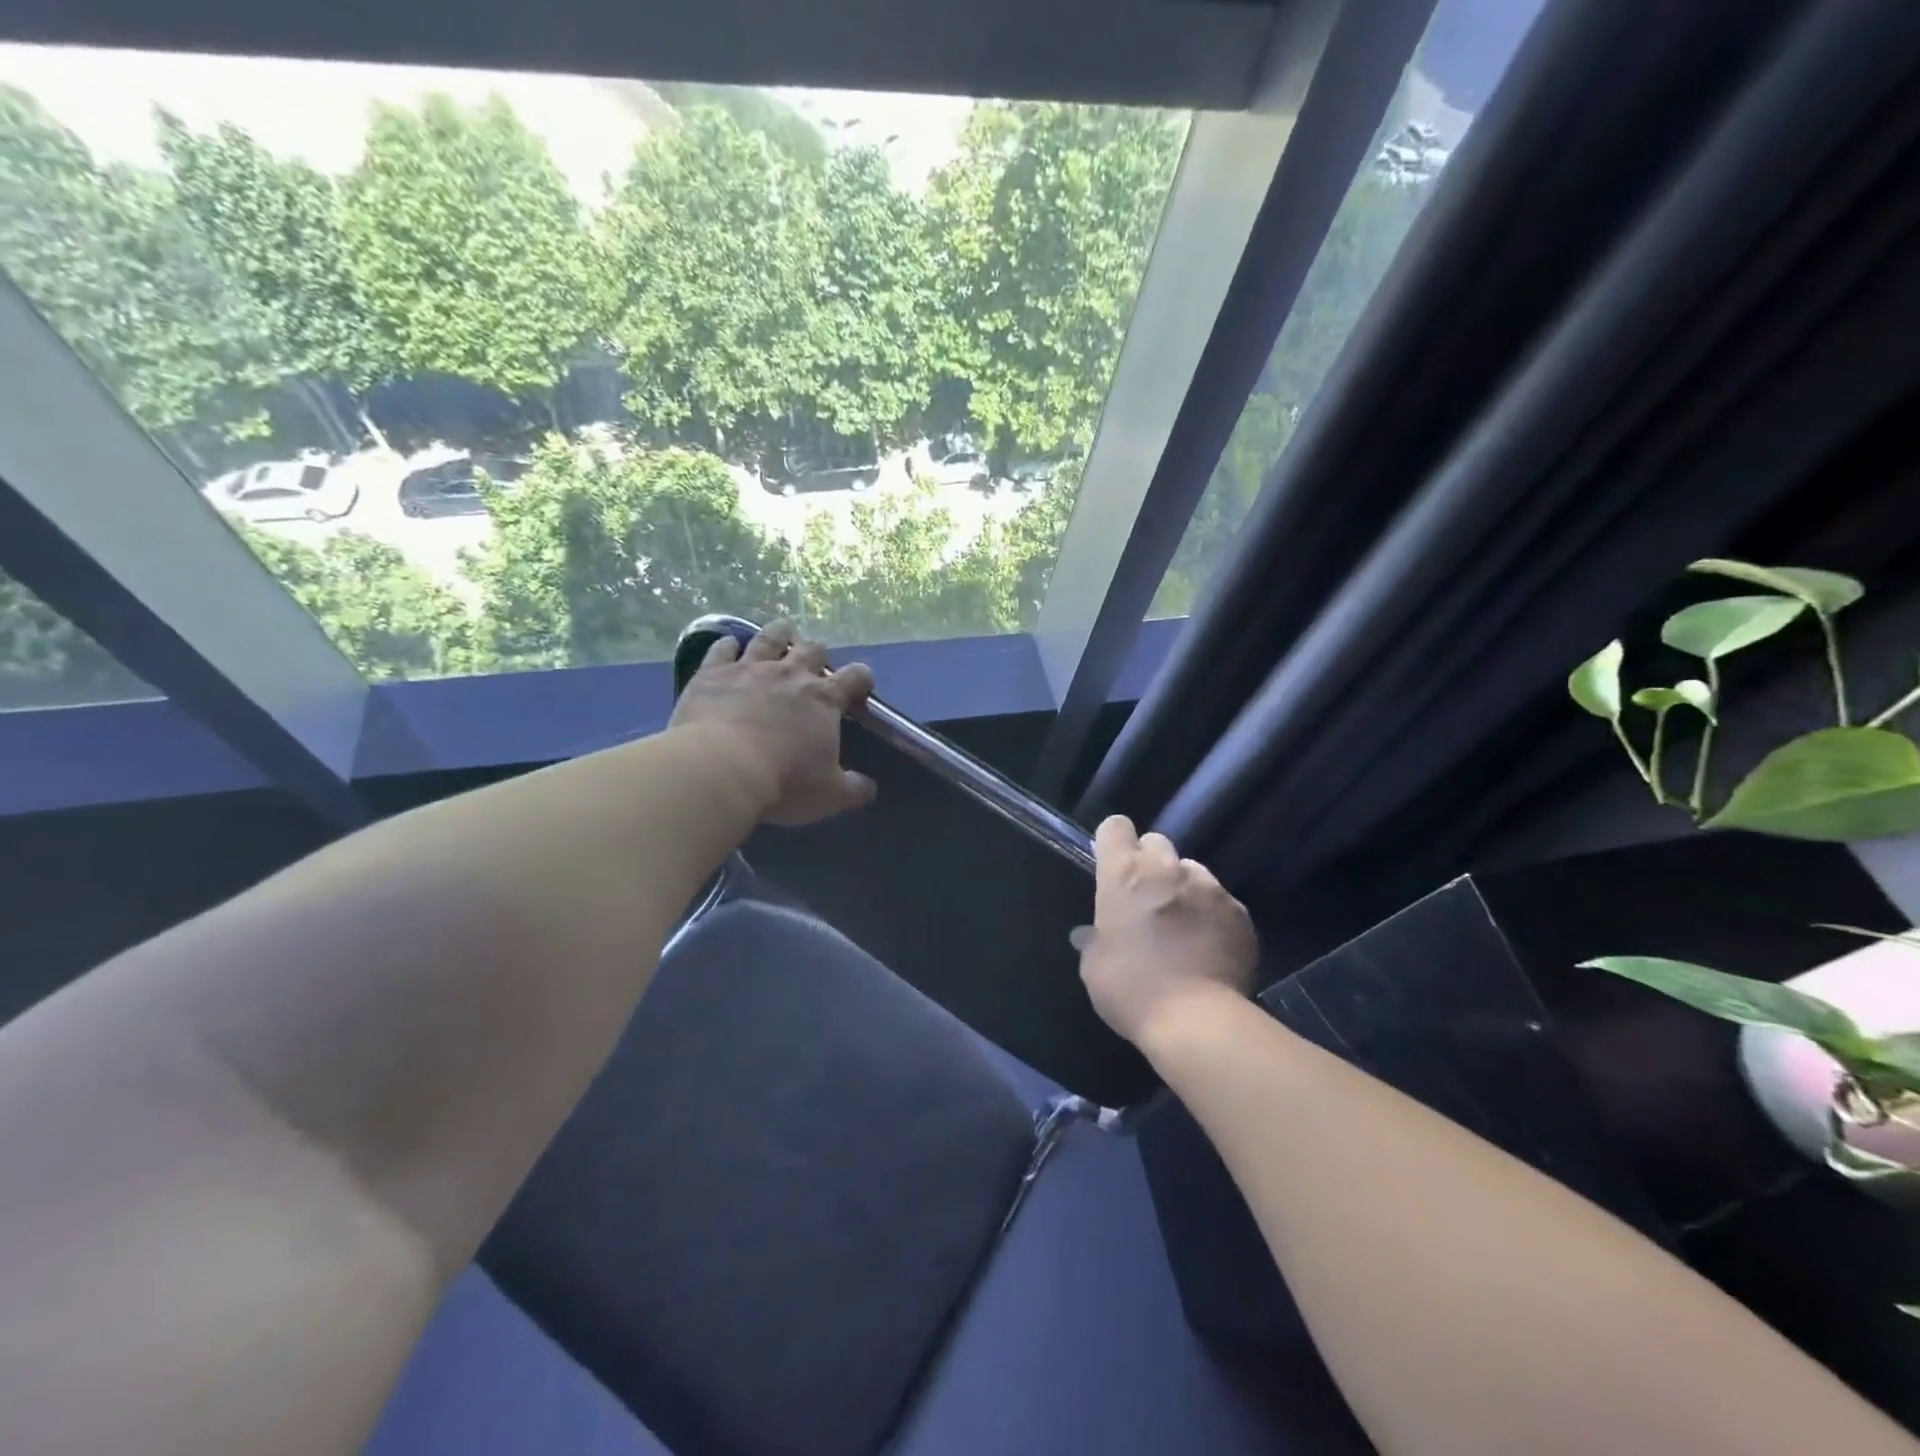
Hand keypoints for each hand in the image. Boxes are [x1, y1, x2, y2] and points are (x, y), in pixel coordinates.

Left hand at [670, 620, 877, 826]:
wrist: (721, 769)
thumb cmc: (784, 782)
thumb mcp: (830, 796)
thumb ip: (854, 789)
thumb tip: (868, 788)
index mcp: (824, 699)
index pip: (855, 677)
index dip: (861, 678)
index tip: (861, 685)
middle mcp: (791, 674)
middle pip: (812, 649)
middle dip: (817, 653)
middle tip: (814, 661)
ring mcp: (750, 668)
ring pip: (770, 638)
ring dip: (779, 633)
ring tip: (782, 632)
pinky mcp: (713, 673)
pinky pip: (722, 649)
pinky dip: (728, 645)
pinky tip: (729, 645)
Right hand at [1072, 815, 1257, 1049]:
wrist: (1196, 1020)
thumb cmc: (1130, 989)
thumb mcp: (1094, 967)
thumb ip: (1093, 940)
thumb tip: (1088, 934)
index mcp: (1124, 875)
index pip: (1116, 827)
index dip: (1113, 841)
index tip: (1111, 863)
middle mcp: (1167, 869)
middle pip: (1157, 842)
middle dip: (1150, 863)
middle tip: (1146, 897)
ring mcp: (1209, 888)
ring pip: (1193, 871)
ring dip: (1184, 888)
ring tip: (1183, 925)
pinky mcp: (1239, 912)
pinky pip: (1221, 901)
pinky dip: (1212, 915)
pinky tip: (1209, 946)